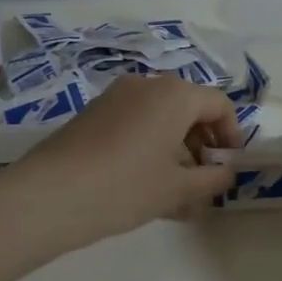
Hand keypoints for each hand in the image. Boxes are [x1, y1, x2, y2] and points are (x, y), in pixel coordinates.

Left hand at [8, 75, 243, 250]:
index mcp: (175, 95)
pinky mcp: (93, 114)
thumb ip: (213, 178)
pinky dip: (150, 148)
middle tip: (204, 182)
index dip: (231, 134)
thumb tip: (227, 172)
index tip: (229, 165)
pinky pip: (135, 125)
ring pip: (160, 120)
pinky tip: (146, 187)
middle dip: (202, 145)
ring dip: (176, 151)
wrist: (49, 195)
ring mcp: (116, 97)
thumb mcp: (178, 188)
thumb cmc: (126, 187)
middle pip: (189, 109)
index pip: (219, 104)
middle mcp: (147, 85)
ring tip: (177, 195)